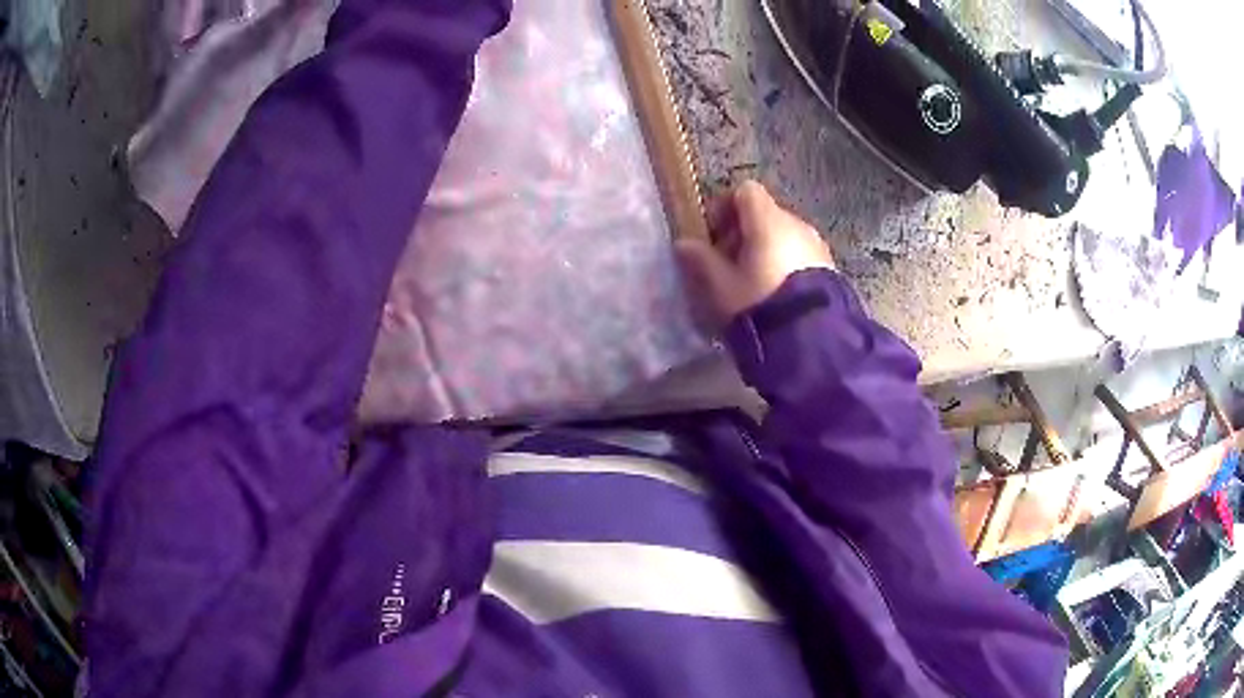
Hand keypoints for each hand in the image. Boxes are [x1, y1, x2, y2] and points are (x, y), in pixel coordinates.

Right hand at [676, 180, 834, 326]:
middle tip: (727, 264)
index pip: (745, 191)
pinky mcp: (830, 266)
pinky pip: (799, 252)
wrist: (814, 341)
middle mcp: (796, 223)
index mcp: (768, 221)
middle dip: (742, 233)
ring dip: (764, 249)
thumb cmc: (760, 306)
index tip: (712, 234)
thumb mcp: (722, 287)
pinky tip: (776, 293)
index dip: (724, 207)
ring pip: (783, 234)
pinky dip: (784, 262)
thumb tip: (684, 243)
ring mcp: (817, 244)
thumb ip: (701, 260)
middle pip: (764, 213)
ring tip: (752, 283)